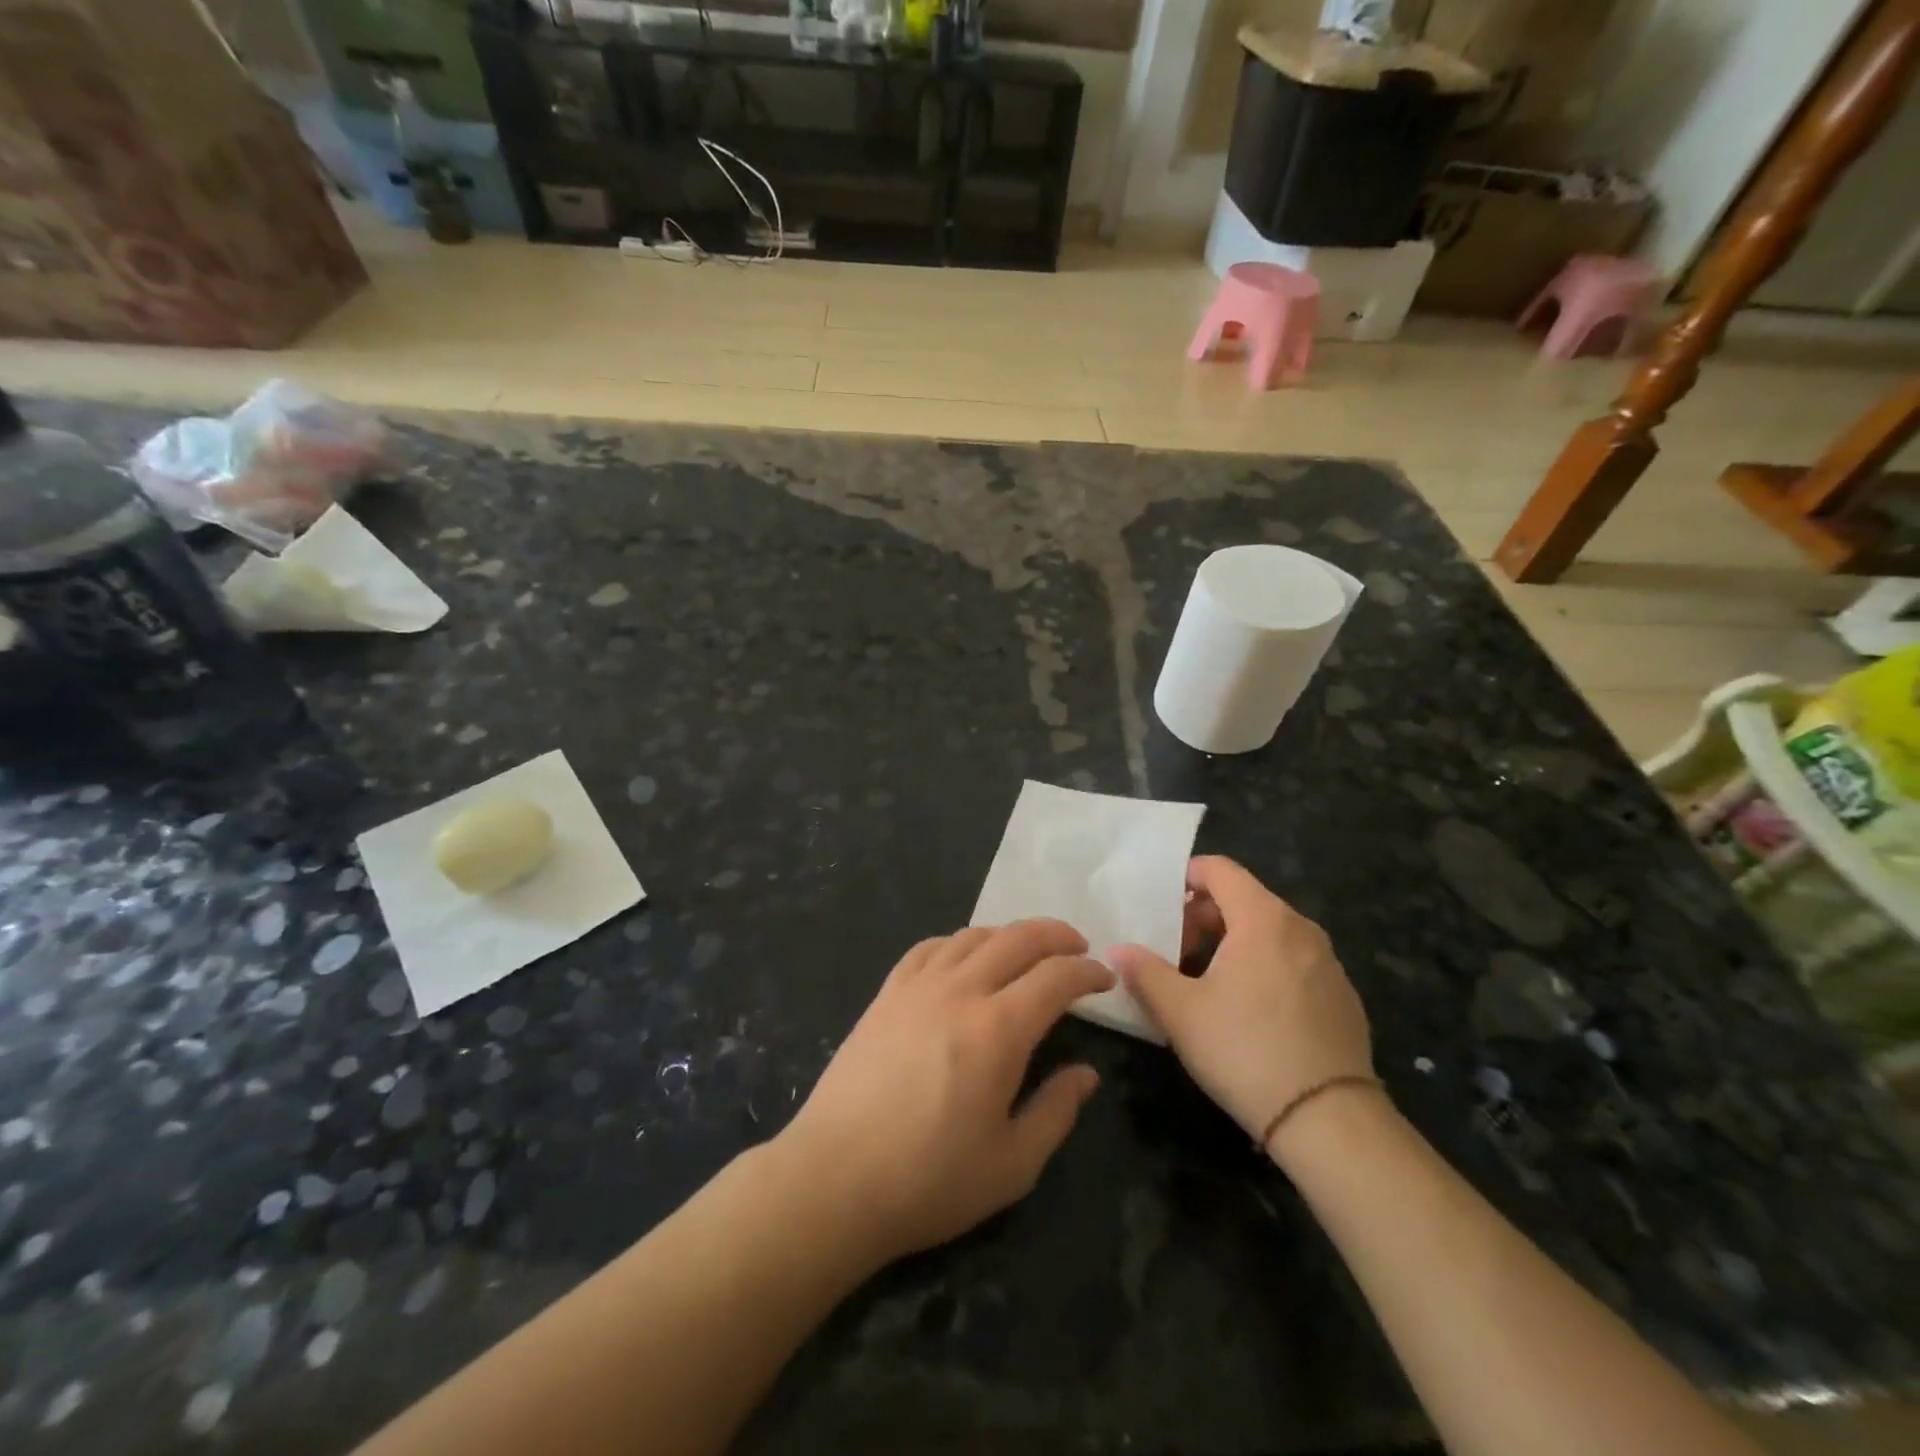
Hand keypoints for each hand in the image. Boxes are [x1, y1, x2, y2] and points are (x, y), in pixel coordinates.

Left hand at [778, 920, 1111, 1264]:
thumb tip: (1086, 1073)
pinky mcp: (886, 993)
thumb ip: (1056, 1111)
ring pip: (973, 936)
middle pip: (1018, 939)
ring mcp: (918, 986)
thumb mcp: (1012, 1165)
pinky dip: (959, 942)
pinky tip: (964, 957)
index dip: (1087, 971)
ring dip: (1010, 934)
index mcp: (999, 1029)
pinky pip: (929, 947)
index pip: (1056, 976)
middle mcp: (961, 991)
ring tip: (1028, 950)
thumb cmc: (929, 1180)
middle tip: (1078, 947)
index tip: (1105, 978)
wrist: (834, 1179)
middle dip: (1056, 935)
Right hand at [1109, 857, 1372, 1155]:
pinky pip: (1293, 961)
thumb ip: (1144, 972)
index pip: (1220, 869)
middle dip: (1204, 916)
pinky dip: (1264, 967)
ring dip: (1233, 943)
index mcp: (1263, 919)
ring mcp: (1327, 963)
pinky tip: (1249, 1012)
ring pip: (1269, 932)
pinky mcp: (1342, 996)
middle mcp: (1300, 929)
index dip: (1186, 877)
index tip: (1161, 907)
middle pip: (1244, 899)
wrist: (1329, 1121)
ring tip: (1207, 983)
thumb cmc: (1245, 1050)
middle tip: (1175, 952)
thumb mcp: (1180, 1012)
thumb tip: (1119, 951)